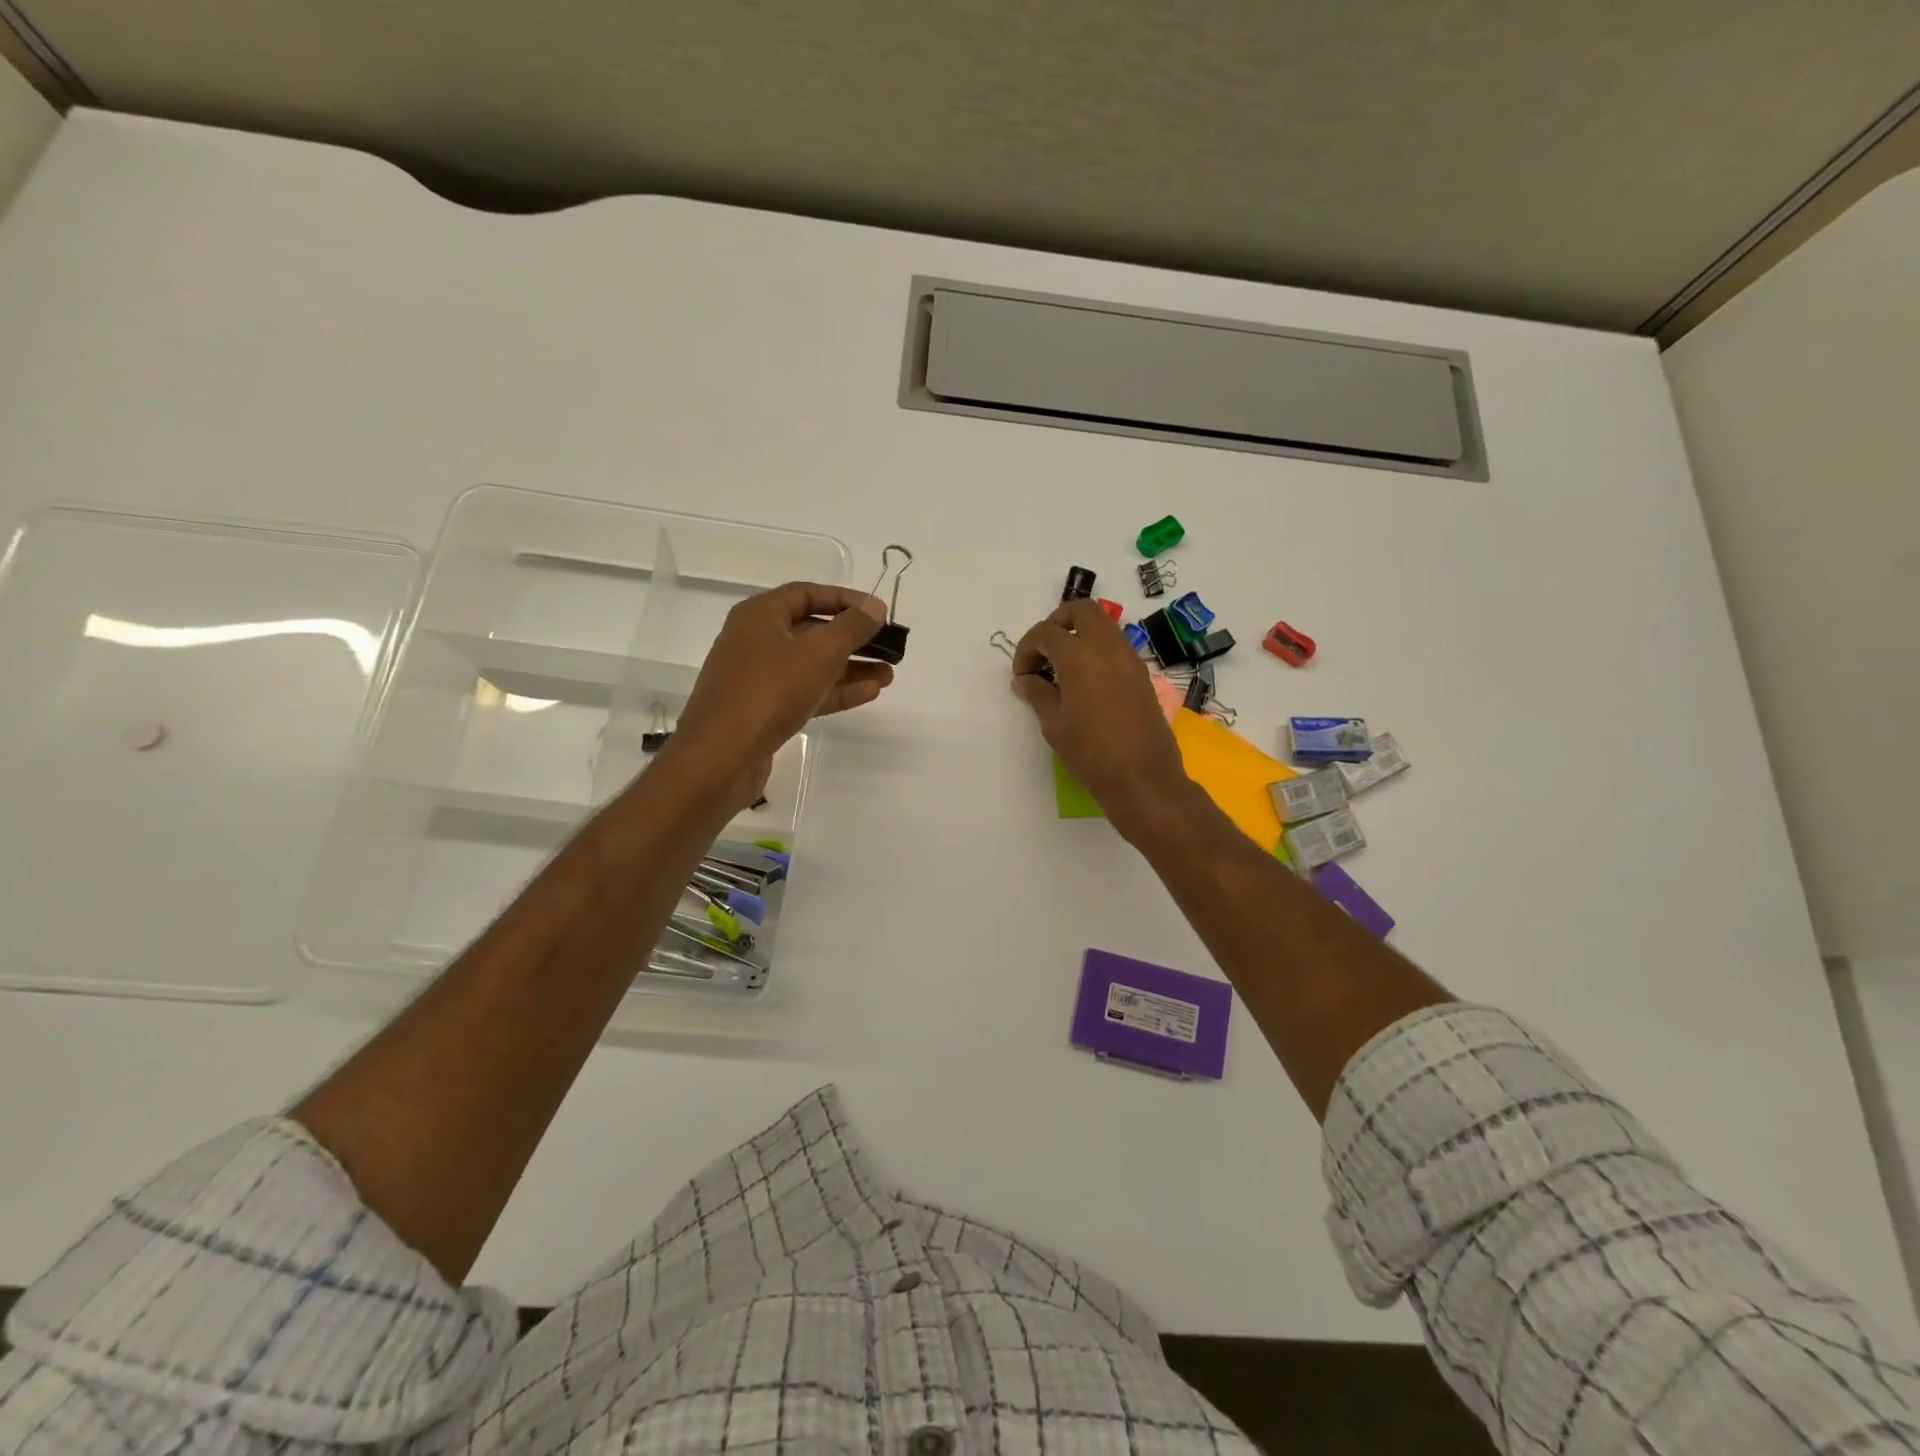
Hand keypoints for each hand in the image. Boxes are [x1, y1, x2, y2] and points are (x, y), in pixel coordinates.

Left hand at [667, 583, 892, 799]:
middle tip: (889, 647)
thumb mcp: (819, 653)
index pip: (808, 594)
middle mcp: (755, 640)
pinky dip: (835, 691)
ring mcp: (758, 678)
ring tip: (888, 675)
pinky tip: (869, 693)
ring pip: (812, 665)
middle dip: (853, 639)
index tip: (879, 612)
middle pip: (812, 630)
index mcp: (760, 616)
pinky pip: (805, 691)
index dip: (846, 600)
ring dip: (850, 668)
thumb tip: (875, 607)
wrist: (721, 757)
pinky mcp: (764, 710)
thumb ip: (851, 627)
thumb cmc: (769, 692)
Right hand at [1010, 599, 1193, 831]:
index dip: (1027, 648)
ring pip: (1103, 624)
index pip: (1046, 633)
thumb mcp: (1054, 724)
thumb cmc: (1091, 753)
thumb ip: (1037, 694)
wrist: (1142, 777)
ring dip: (1080, 633)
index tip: (1022, 673)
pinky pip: (1116, 644)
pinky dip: (1097, 648)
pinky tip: (1086, 679)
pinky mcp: (1141, 673)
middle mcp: (1107, 647)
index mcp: (1079, 656)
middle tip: (1044, 651)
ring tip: (1063, 665)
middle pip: (1081, 610)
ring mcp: (1129, 658)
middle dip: (1057, 622)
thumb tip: (1025, 679)